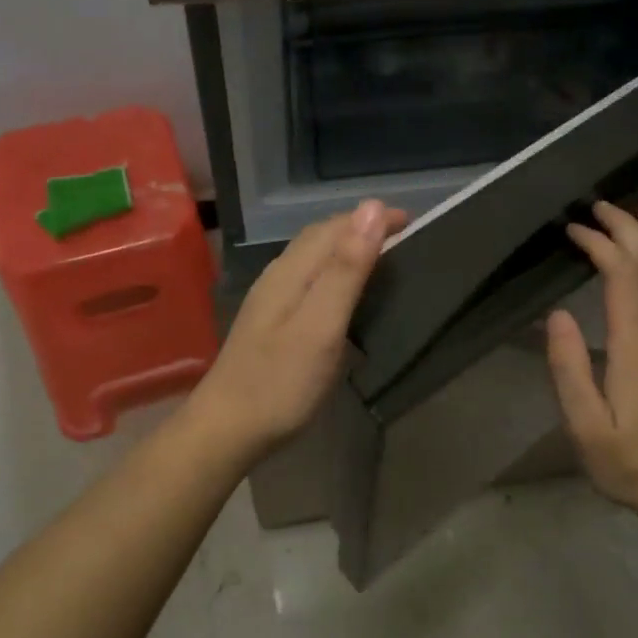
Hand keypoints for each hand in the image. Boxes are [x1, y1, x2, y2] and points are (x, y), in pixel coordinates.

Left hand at [187, 200, 407, 458]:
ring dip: (345, 249)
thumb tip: (371, 209)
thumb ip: (346, 269)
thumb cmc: (280, 381)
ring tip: (379, 260)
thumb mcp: (322, 325)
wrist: (226, 429)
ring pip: (311, 258)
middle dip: (360, 228)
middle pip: (320, 237)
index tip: (412, 220)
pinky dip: (333, 274)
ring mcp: (269, 300)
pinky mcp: (269, 323)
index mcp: (291, 271)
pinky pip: (307, 280)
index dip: (372, 218)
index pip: (335, 227)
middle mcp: (278, 276)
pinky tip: (342, 297)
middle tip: (401, 237)